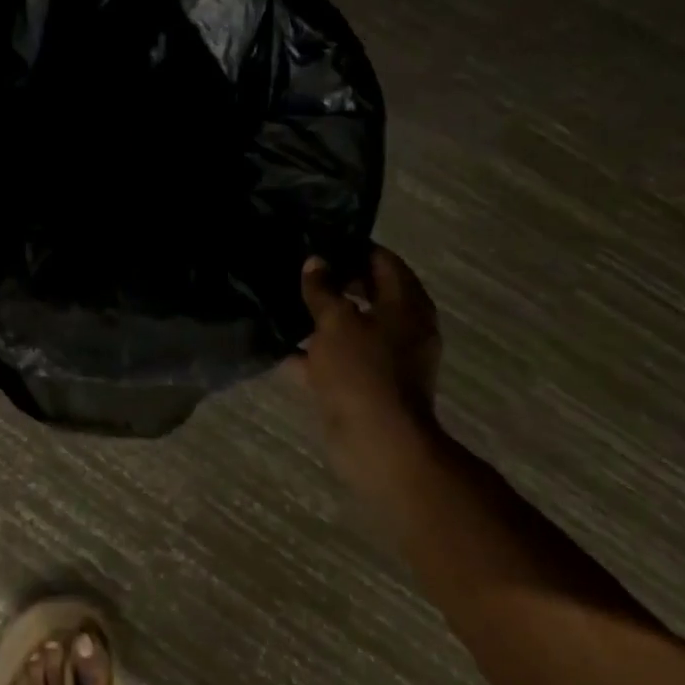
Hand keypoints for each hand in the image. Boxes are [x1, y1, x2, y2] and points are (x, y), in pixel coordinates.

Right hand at [297, 247, 442, 457]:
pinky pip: (338, 359)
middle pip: (366, 293)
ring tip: (282, 300)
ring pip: (349, 327)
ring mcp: (384, 359)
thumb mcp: (336, 322)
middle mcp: (401, 327)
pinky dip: (313, 353)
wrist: (378, 444)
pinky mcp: (365, 385)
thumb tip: (315, 262)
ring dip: (320, 318)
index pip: (382, 261)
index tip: (318, 240)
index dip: (351, 248)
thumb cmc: (362, 371)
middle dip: (333, 282)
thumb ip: (322, 290)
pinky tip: (278, 345)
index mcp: (406, 304)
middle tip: (296, 270)